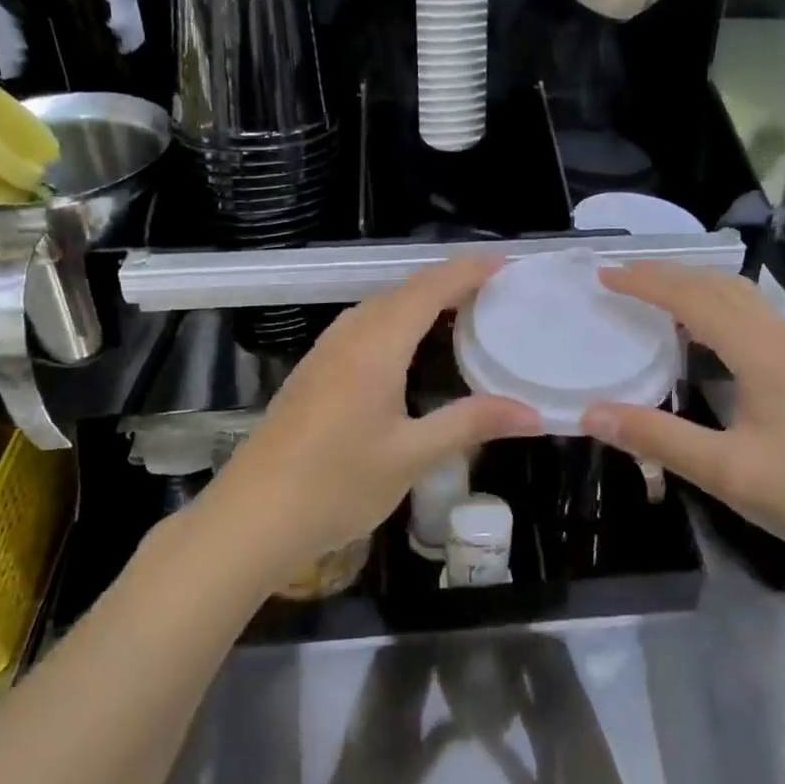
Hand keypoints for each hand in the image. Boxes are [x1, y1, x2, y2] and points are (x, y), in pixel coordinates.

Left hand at [202, 258, 541, 586]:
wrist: (252, 518)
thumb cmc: (336, 484)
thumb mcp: (412, 456)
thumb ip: (471, 423)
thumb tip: (532, 413)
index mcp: (375, 345)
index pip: (429, 289)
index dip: (468, 272)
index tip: (507, 265)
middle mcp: (349, 336)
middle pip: (404, 291)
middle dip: (450, 282)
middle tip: (496, 291)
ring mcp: (325, 352)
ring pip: (380, 308)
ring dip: (421, 301)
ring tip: (462, 312)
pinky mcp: (314, 373)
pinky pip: (364, 328)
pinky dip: (399, 322)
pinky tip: (411, 350)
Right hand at [579, 263, 784, 578]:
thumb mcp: (727, 473)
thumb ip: (658, 438)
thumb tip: (591, 412)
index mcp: (764, 356)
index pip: (695, 300)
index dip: (648, 283)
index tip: (605, 276)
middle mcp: (783, 343)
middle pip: (721, 287)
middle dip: (669, 275)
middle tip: (622, 277)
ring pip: (742, 299)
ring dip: (696, 287)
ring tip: (655, 295)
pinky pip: (753, 319)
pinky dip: (716, 308)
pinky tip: (702, 335)